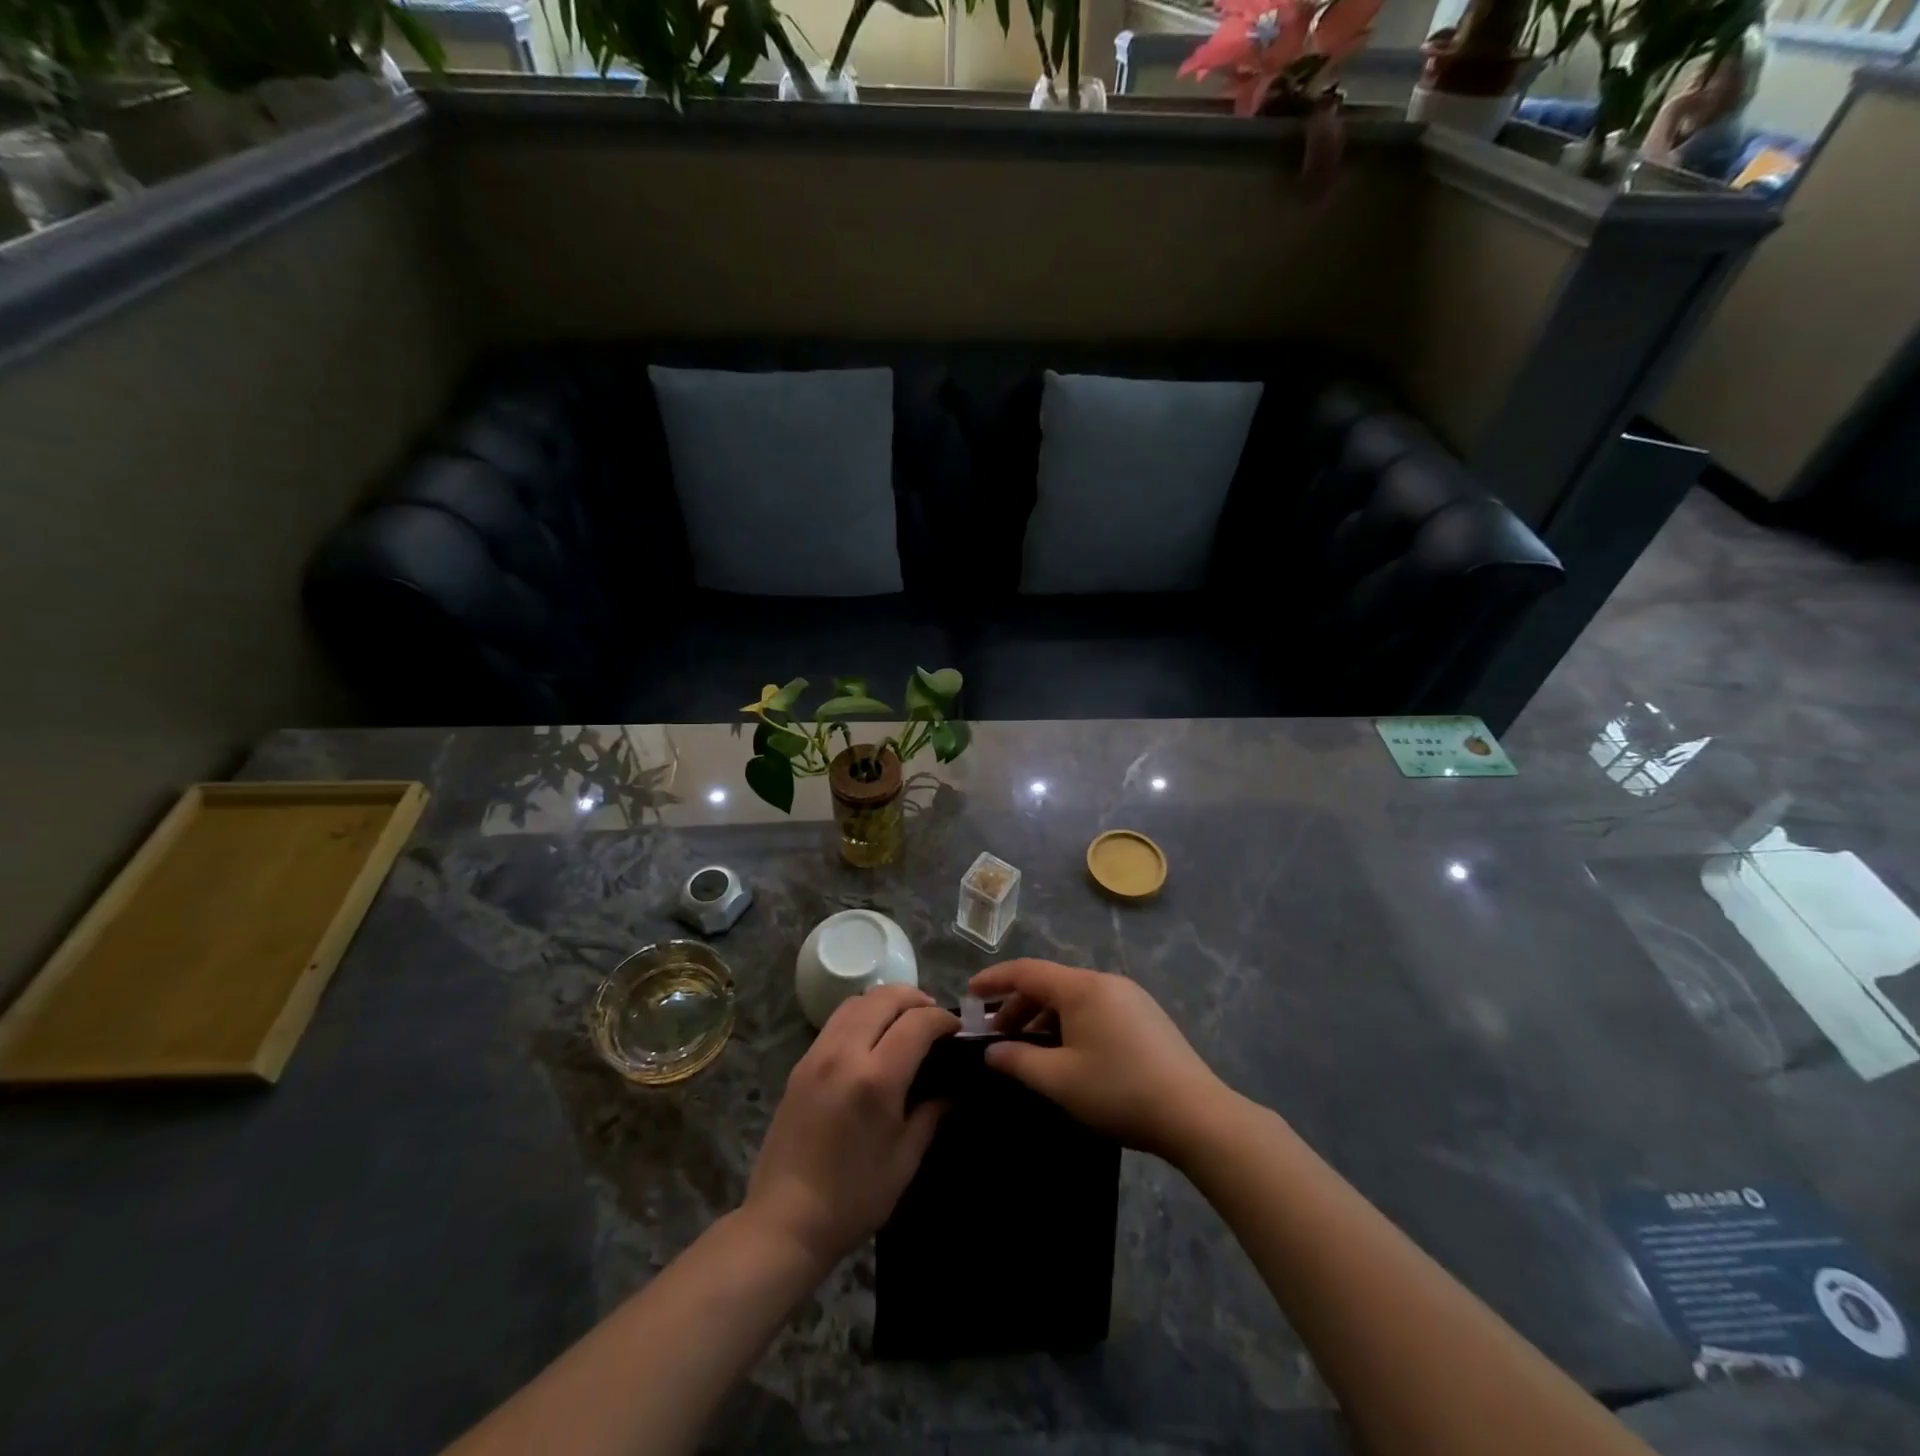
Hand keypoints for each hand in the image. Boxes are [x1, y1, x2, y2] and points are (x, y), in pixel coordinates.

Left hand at [743, 985, 957, 1271]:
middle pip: (884, 997)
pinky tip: (872, 1038)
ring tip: (904, 1021)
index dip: (942, 1020)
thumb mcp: (905, 1160)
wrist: (784, 1220)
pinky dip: (861, 1014)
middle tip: (933, 1019)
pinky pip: (836, 1020)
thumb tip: (952, 1088)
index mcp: (876, 1078)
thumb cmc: (853, 1198)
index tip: (957, 1030)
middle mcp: (844, 1053)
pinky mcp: (800, 1063)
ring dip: (886, 1001)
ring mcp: (817, 1054)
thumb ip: (931, 1114)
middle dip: (916, 999)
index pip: (917, 1022)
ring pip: (857, 1001)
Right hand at [968, 959, 1229, 1162]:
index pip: (1027, 971)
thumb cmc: (1119, 1091)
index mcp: (1082, 987)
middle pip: (1050, 984)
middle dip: (1017, 1006)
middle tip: (995, 1035)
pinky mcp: (1144, 1016)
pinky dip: (1069, 1023)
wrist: (1196, 1114)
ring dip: (1043, 1018)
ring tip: (1027, 1050)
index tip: (968, 993)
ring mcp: (1129, 997)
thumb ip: (1018, 1062)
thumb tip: (992, 1051)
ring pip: (1073, 998)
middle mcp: (1105, 981)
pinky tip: (1065, 1054)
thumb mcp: (1060, 1081)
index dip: (994, 980)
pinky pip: (1094, 1008)